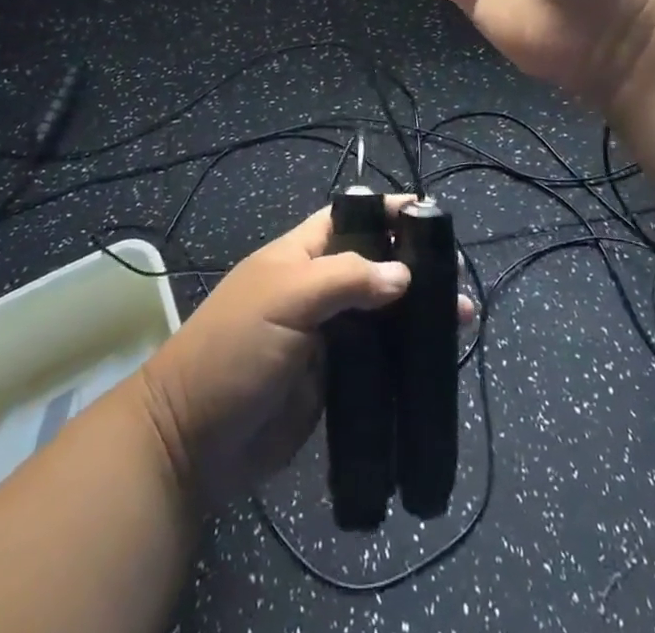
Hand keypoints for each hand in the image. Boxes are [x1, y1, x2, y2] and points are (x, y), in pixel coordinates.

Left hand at [135, 199, 473, 508]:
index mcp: (299, 255)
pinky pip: (377, 360)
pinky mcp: (334, 381)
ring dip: (417, 314)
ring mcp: (326, 336)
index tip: (429, 213)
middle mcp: (316, 289)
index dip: (385, 212)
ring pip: (380, 314)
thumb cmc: (234, 350)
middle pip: (373, 266)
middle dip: (414, 266)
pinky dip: (404, 357)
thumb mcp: (286, 299)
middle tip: (456, 280)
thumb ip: (345, 279)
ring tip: (460, 321)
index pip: (349, 218)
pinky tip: (436, 359)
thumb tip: (403, 274)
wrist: (193, 443)